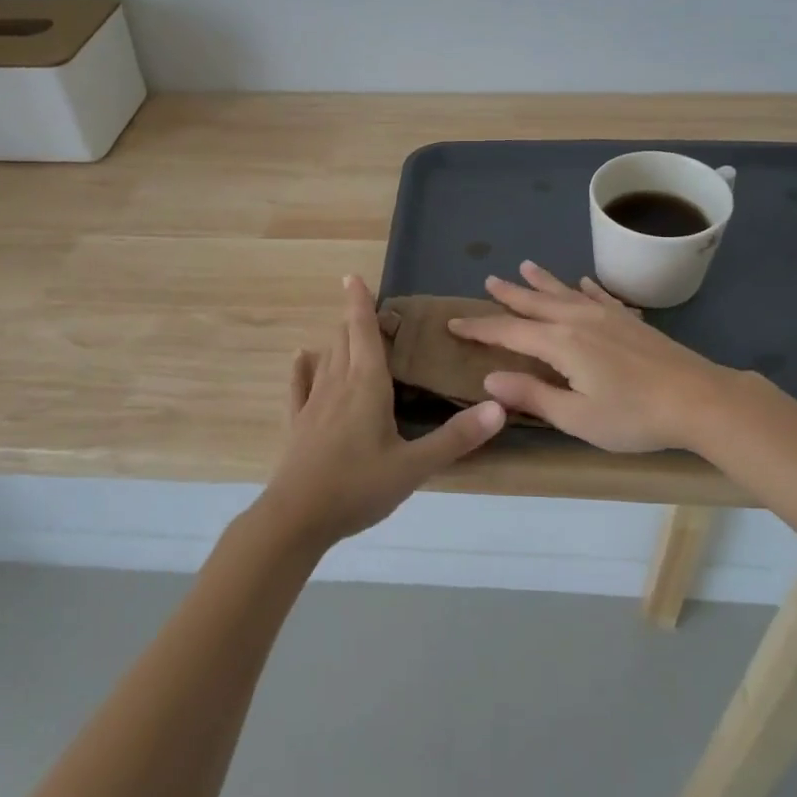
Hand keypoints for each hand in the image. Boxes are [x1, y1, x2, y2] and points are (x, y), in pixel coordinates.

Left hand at [256, 275, 505, 549]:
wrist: (296, 519)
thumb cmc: (358, 487)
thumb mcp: (415, 467)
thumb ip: (457, 438)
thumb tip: (500, 407)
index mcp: (367, 386)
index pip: (363, 332)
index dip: (359, 303)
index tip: (352, 277)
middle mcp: (338, 385)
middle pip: (344, 340)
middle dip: (355, 320)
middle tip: (371, 309)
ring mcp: (313, 404)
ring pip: (326, 358)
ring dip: (337, 340)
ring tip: (348, 330)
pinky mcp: (297, 424)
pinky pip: (299, 386)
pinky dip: (303, 368)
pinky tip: (302, 358)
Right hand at [448, 261, 763, 453]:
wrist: (698, 399)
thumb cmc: (634, 416)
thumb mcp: (577, 417)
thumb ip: (533, 396)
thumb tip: (490, 378)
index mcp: (560, 343)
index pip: (509, 331)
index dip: (479, 328)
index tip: (453, 323)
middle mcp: (578, 320)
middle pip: (535, 303)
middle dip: (508, 295)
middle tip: (487, 281)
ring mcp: (607, 315)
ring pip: (565, 292)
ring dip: (541, 281)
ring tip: (523, 266)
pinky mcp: (630, 320)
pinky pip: (599, 296)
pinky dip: (585, 288)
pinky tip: (582, 282)